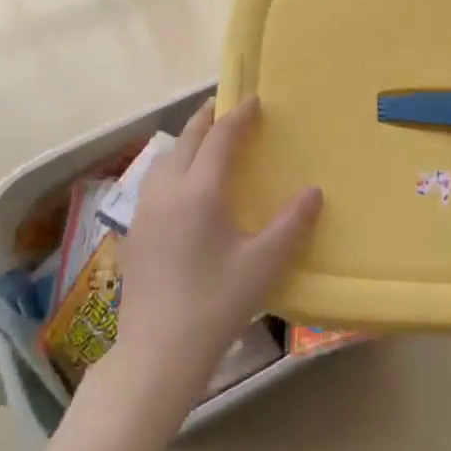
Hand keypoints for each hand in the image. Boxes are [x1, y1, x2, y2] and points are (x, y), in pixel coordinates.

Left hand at [107, 97, 321, 407]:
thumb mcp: (264, 263)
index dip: (238, 115)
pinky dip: (173, 166)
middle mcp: (168, 191)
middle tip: (227, 106)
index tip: (255, 100)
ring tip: (206, 142)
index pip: (220, 138)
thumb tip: (314, 191)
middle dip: (208, 118)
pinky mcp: (136, 232)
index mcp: (199, 191)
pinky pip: (155, 182)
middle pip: (187, 140)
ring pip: (165, 159)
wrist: (158, 351)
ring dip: (187, 142)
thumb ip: (292, 223)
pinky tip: (184, 188)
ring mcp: (146, 211)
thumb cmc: (216, 302)